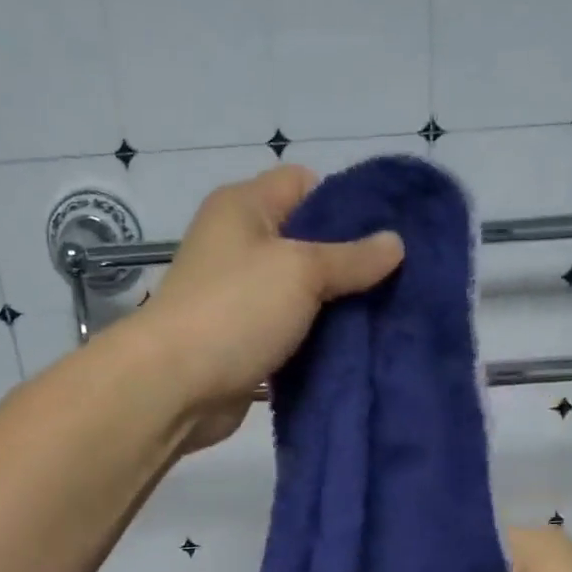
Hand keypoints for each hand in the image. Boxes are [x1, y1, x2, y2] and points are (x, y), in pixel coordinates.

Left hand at [133, 165, 403, 452]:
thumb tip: (396, 243)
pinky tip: (356, 350)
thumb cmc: (236, 310)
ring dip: (336, 307)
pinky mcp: (244, 340)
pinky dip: (317, 340)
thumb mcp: (301, 271)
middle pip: (307, 241)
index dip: (346, 204)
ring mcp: (240, 296)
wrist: (174, 387)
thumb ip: (352, 257)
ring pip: (302, 293)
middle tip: (396, 282)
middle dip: (350, 262)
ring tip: (386, 317)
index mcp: (244, 207)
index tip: (385, 235)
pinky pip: (291, 331)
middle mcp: (239, 245)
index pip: (304, 184)